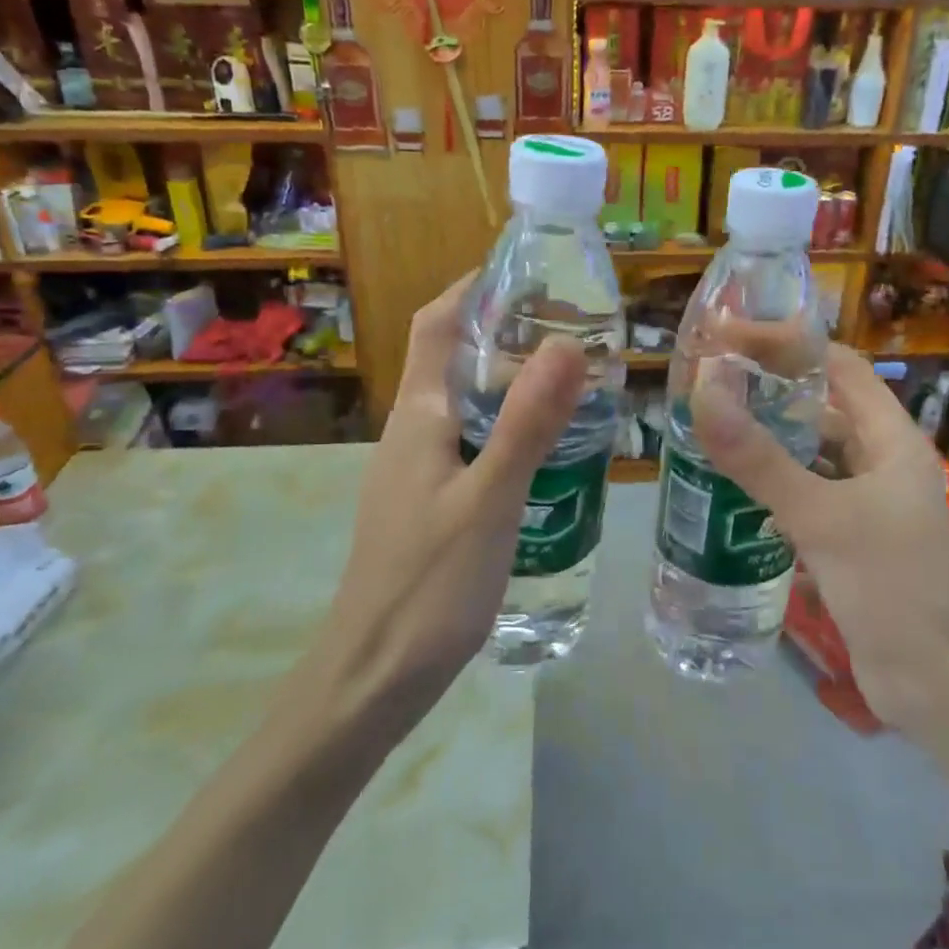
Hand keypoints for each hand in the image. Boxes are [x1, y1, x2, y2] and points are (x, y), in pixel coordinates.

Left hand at [314, 276, 585, 731]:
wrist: (374, 677)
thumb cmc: (429, 585)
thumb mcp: (490, 500)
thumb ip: (527, 423)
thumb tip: (568, 343)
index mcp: (419, 416)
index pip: (437, 324)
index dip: (474, 287)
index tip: (530, 271)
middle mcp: (412, 432)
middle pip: (455, 359)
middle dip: (507, 331)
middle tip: (574, 327)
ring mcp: (418, 470)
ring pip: (466, 403)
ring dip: (511, 380)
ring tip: (573, 380)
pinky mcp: (430, 503)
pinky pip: (473, 442)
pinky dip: (509, 425)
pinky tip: (548, 449)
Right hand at [688, 342, 948, 738]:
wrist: (941, 692)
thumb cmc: (894, 591)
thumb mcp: (823, 518)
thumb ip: (760, 459)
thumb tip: (704, 392)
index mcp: (891, 439)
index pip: (837, 366)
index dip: (785, 344)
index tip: (727, 338)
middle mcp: (880, 461)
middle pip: (820, 406)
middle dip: (767, 389)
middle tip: (706, 381)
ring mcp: (865, 503)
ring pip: (808, 453)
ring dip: (765, 438)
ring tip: (708, 426)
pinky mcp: (848, 539)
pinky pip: (804, 494)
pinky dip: (770, 484)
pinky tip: (730, 487)